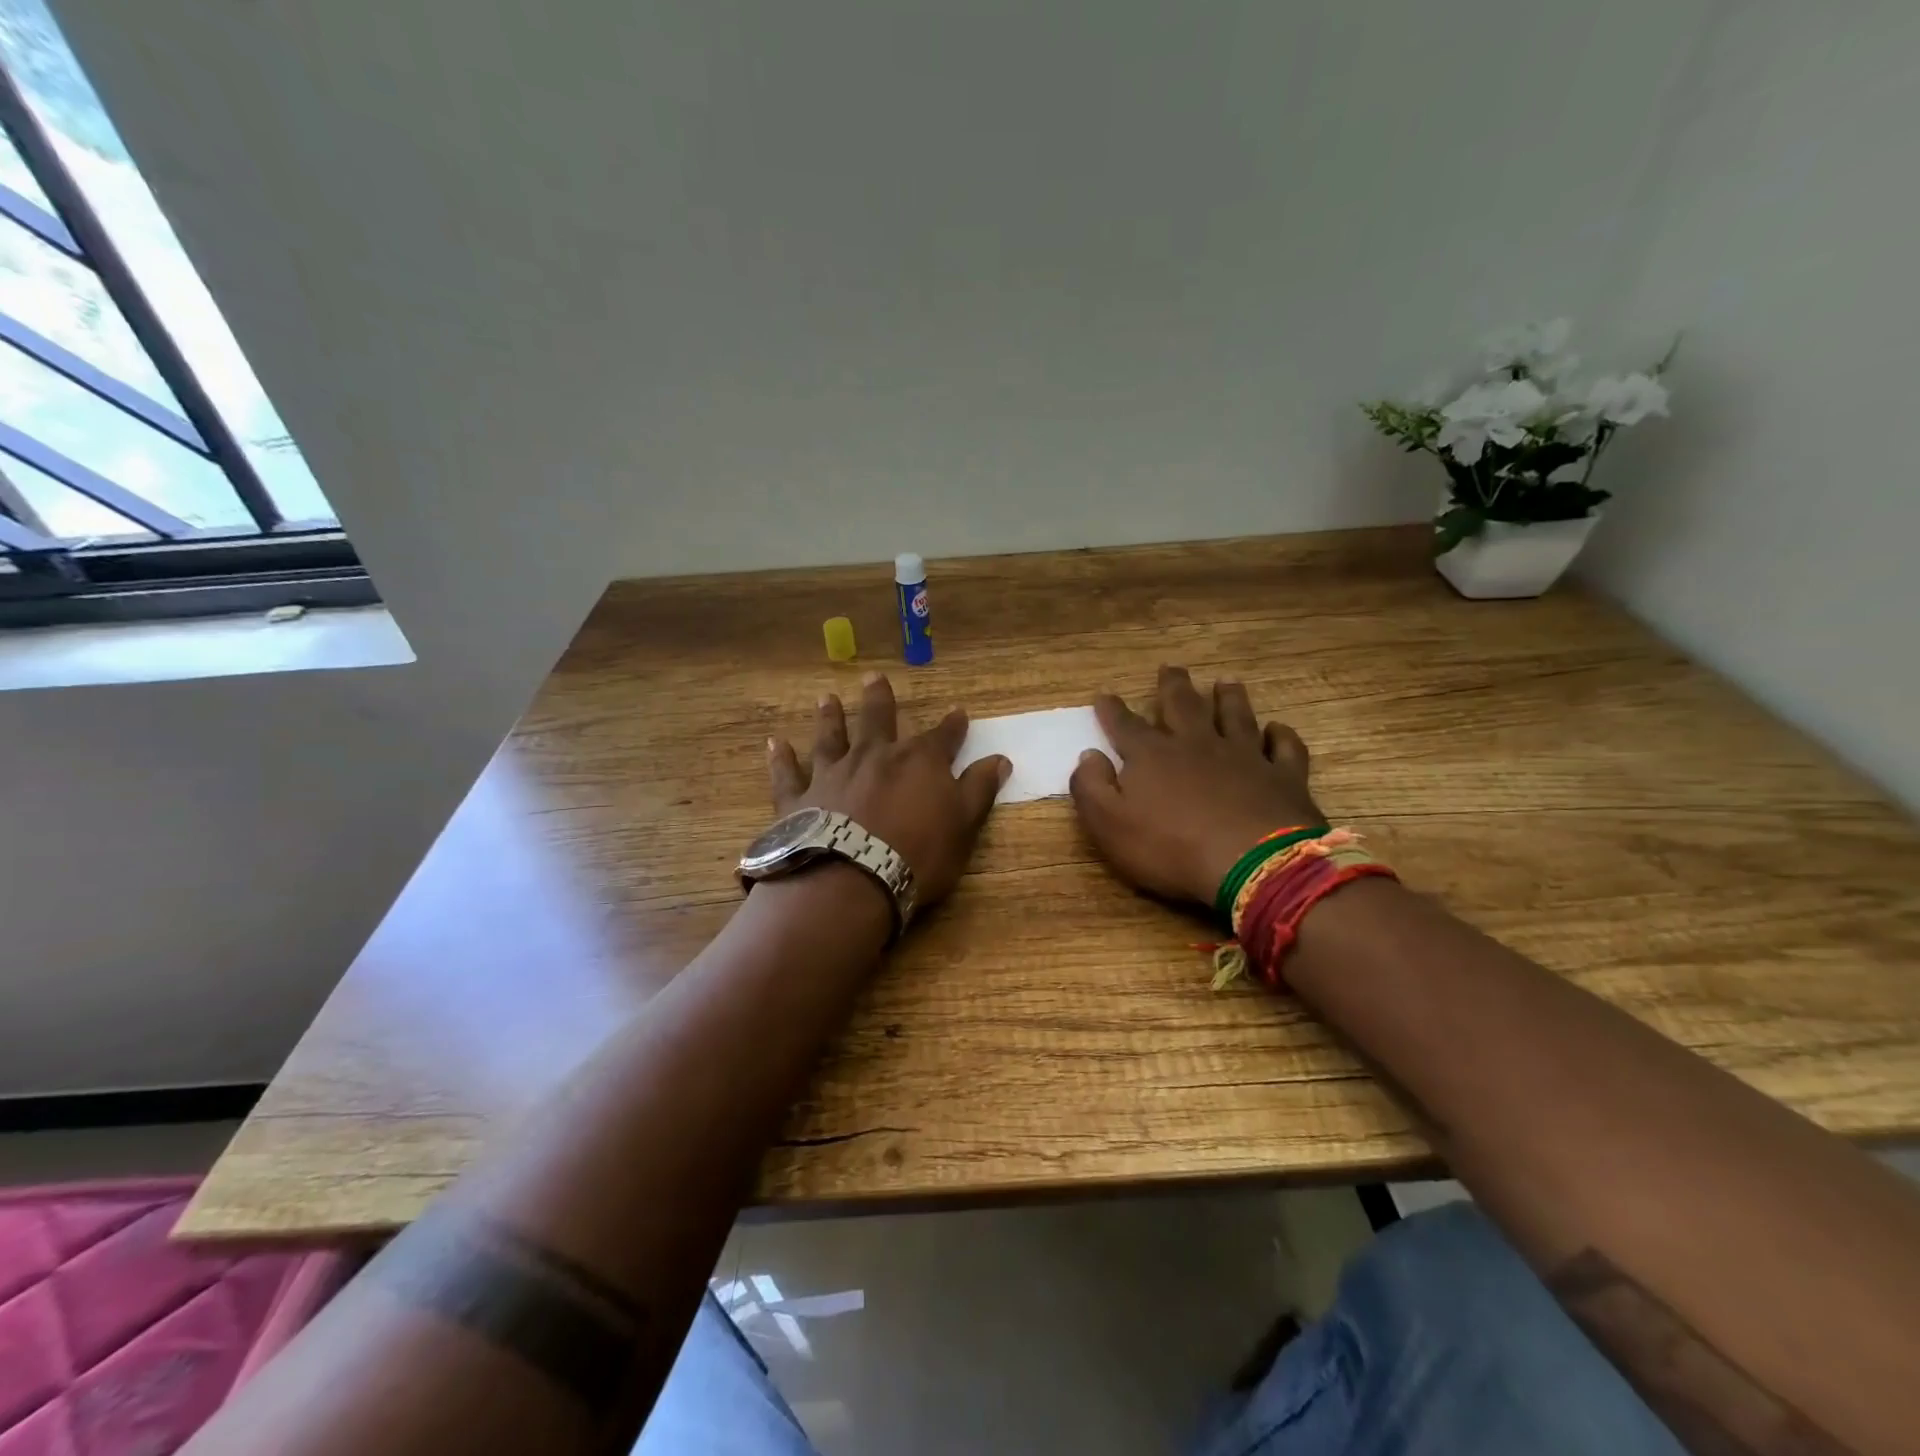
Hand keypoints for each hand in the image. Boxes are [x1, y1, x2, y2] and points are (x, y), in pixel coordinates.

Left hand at [768, 672, 1010, 910]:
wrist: (852, 880)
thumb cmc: (917, 854)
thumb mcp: (963, 825)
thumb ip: (979, 789)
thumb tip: (1000, 758)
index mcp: (918, 761)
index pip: (942, 737)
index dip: (952, 726)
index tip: (959, 712)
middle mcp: (874, 757)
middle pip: (879, 721)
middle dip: (879, 699)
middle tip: (873, 677)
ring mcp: (833, 775)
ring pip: (831, 738)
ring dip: (829, 718)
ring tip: (825, 699)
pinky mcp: (800, 800)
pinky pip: (788, 775)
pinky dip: (782, 760)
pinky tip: (775, 744)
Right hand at [1069, 666, 1322, 907]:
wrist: (1252, 865)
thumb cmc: (1171, 848)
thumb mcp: (1109, 825)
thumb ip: (1091, 787)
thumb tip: (1088, 755)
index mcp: (1153, 756)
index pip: (1126, 725)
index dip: (1112, 710)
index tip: (1104, 695)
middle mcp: (1198, 744)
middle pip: (1183, 706)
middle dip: (1173, 686)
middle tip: (1170, 668)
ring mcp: (1245, 756)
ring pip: (1235, 716)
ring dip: (1229, 697)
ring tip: (1225, 682)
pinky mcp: (1284, 776)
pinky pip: (1284, 747)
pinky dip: (1280, 735)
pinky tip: (1277, 729)